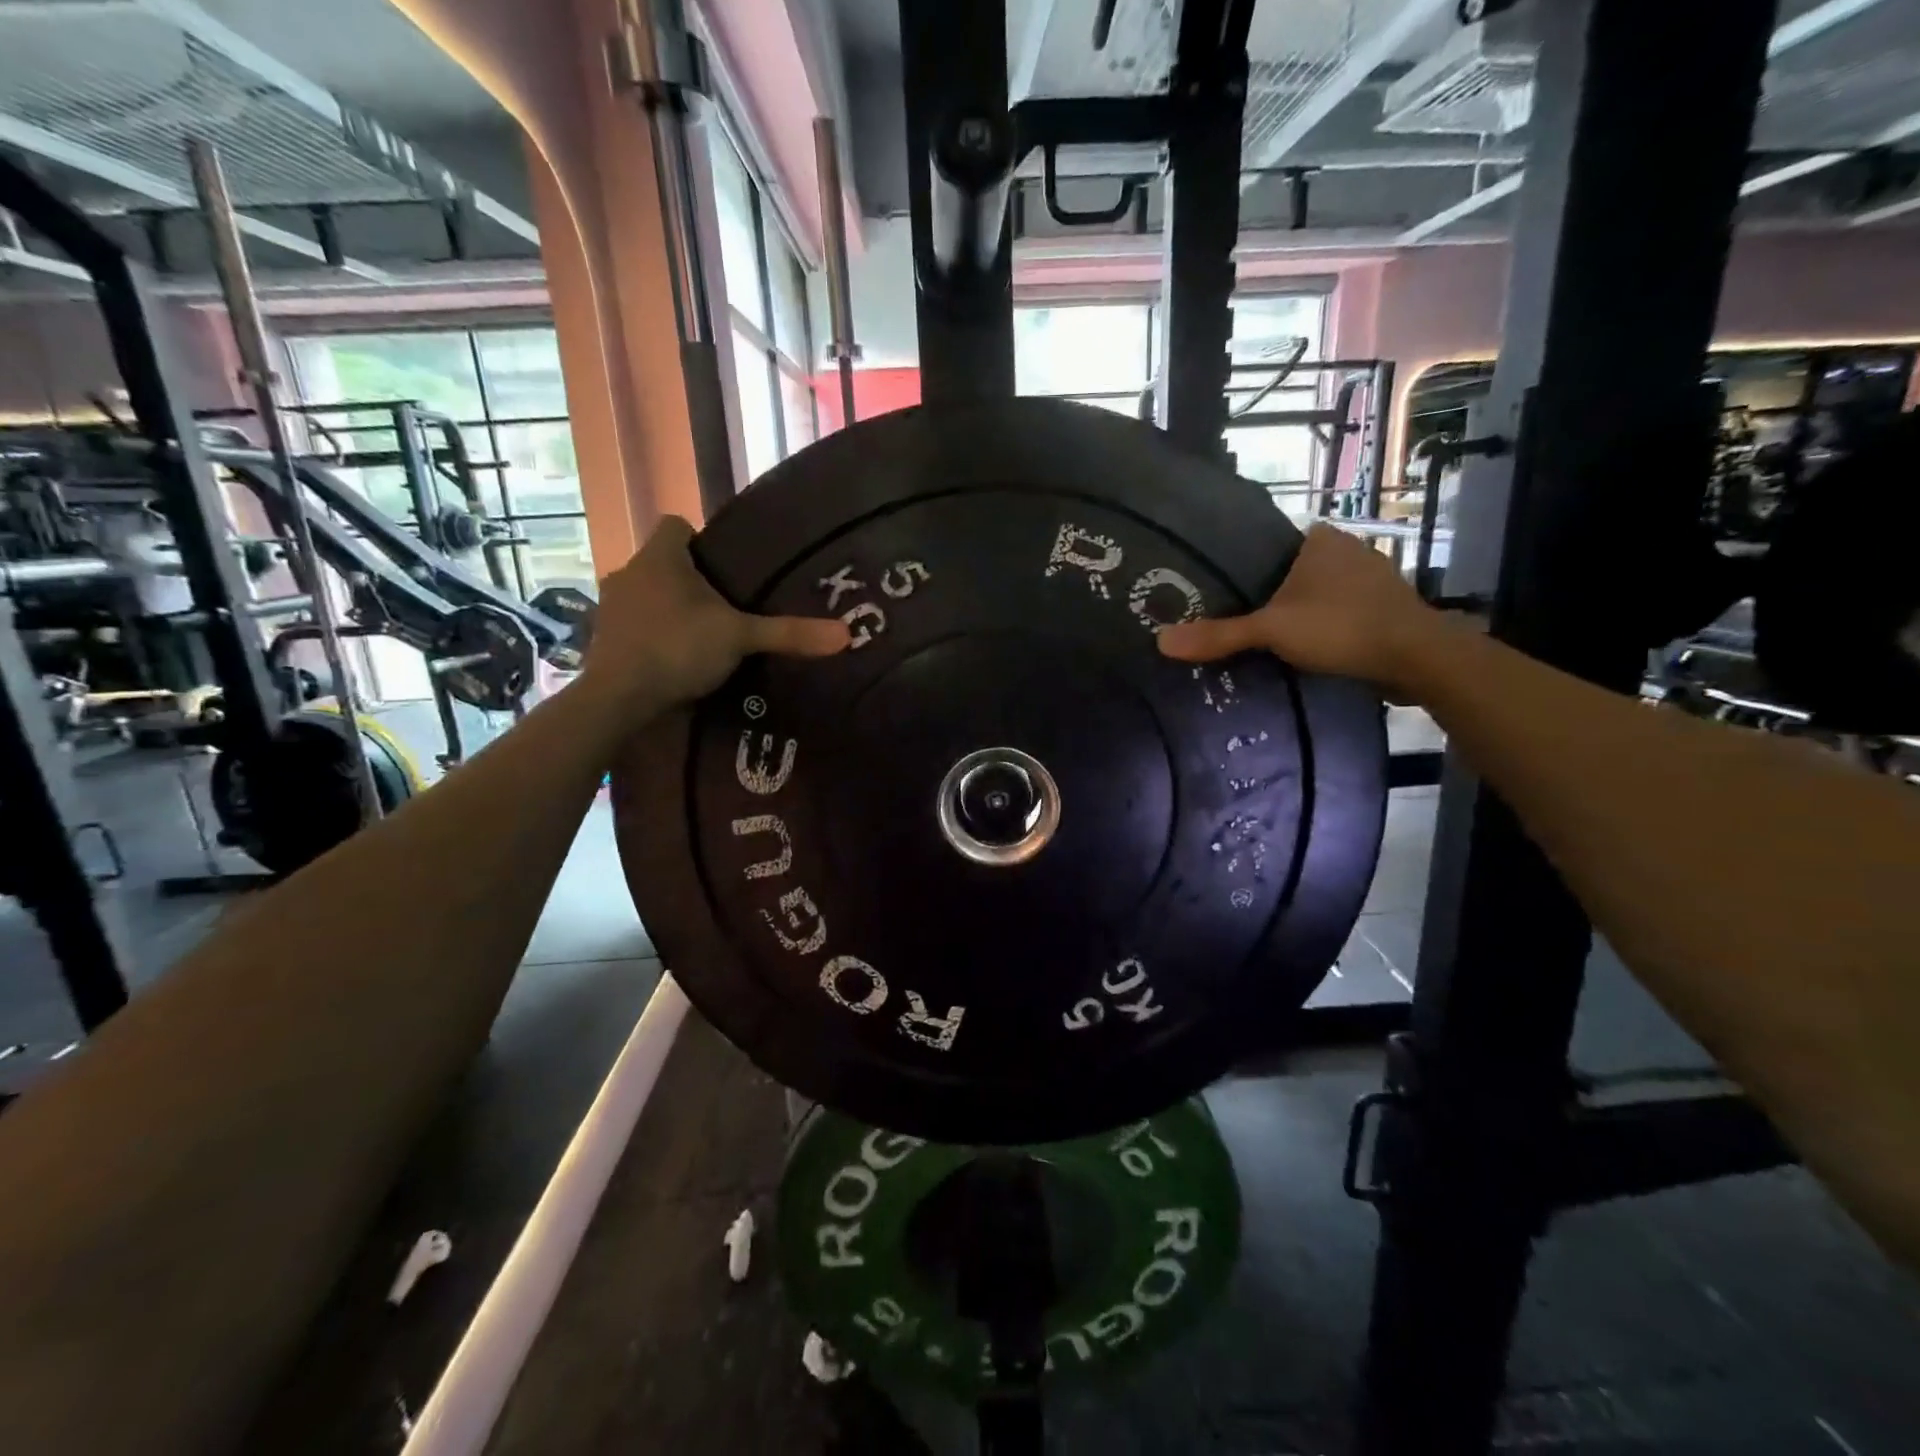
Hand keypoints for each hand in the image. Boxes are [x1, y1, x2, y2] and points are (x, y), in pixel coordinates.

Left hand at [583, 516, 848, 708]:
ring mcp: (610, 607)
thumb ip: (788, 633)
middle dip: (690, 581)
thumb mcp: (740, 638)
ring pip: (647, 595)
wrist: (618, 698)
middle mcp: (629, 572)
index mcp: (660, 557)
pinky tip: (674, 660)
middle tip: (724, 607)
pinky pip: (634, 625)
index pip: (676, 525)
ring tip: (702, 636)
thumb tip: (847, 634)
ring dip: (669, 609)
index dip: (700, 540)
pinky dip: (653, 636)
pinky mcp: (603, 639)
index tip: (724, 569)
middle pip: (663, 563)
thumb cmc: (678, 649)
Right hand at [1158, 523, 1443, 692]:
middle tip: (1235, 622)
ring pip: (1318, 596)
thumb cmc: (1341, 627)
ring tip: (1264, 641)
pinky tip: (1305, 651)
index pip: (1269, 546)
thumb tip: (1160, 642)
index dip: (1244, 570)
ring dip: (1298, 615)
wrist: (1418, 658)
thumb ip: (1218, 635)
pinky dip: (1322, 630)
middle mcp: (1348, 550)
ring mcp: (1371, 579)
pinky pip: (1339, 614)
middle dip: (1269, 596)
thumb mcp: (1271, 630)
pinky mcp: (1385, 609)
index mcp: (1320, 539)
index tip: (1221, 595)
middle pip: (1291, 573)